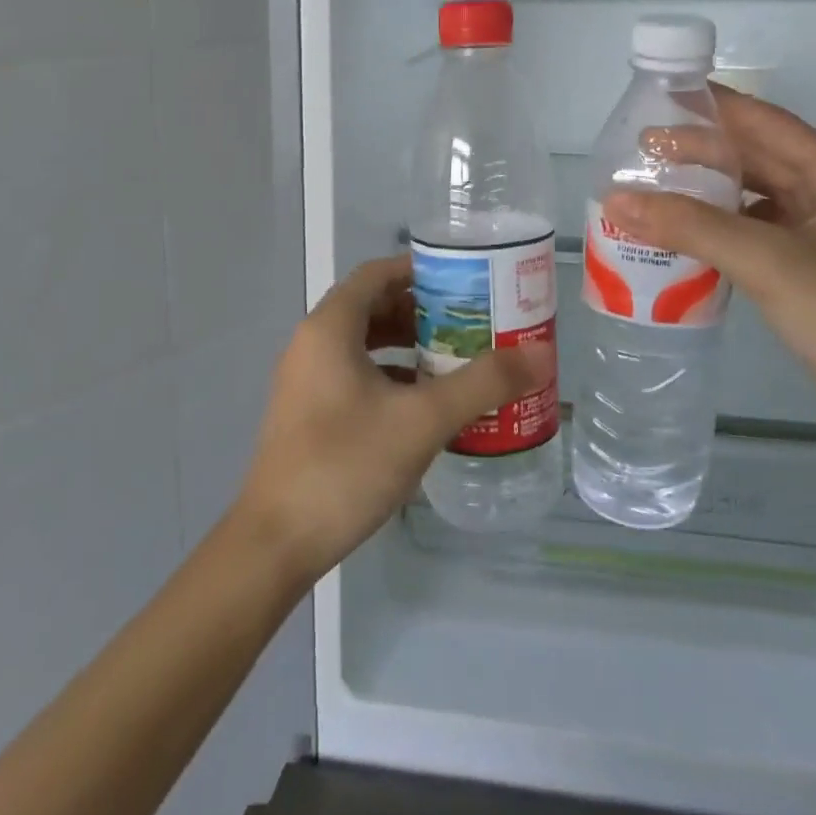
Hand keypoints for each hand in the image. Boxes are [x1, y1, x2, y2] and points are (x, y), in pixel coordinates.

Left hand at [232, 255, 553, 585]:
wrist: (274, 544)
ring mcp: (306, 380)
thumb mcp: (422, 420)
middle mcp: (312, 343)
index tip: (466, 282)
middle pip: (372, 305)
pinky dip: (390, 375)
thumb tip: (541, 354)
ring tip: (455, 358)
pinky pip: (354, 374)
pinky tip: (423, 403)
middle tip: (471, 322)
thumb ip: (482, 383)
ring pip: (363, 343)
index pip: (378, 273)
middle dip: (422, 310)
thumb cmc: (345, 465)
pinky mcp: (307, 413)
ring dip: (407, 344)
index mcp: (331, 327)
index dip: (421, 270)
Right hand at [603, 88, 815, 449]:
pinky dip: (722, 229)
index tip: (661, 95)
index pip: (768, 124)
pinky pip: (760, 233)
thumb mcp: (769, 264)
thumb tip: (615, 199)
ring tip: (656, 189)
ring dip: (710, 192)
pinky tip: (687, 236)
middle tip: (643, 150)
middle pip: (761, 159)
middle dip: (703, 151)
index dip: (715, 106)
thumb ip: (691, 227)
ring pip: (758, 198)